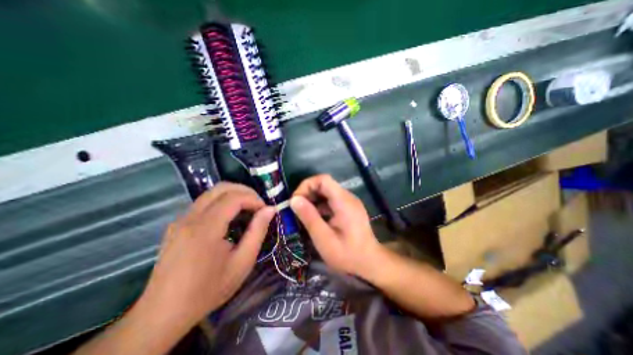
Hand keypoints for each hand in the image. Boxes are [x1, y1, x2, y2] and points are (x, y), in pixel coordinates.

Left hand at [137, 183, 273, 329]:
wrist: (163, 314)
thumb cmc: (209, 289)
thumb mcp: (242, 262)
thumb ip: (258, 232)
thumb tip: (270, 210)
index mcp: (205, 228)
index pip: (234, 197)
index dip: (254, 199)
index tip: (265, 210)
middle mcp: (190, 218)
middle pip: (221, 188)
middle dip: (245, 191)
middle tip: (258, 205)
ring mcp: (180, 220)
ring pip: (211, 193)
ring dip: (234, 195)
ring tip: (247, 209)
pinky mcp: (177, 224)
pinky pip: (203, 203)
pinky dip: (222, 202)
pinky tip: (230, 217)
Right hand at [289, 174, 382, 278]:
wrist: (371, 263)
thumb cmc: (347, 254)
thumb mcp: (324, 238)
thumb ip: (309, 217)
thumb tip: (294, 200)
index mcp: (343, 201)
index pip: (323, 179)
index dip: (306, 185)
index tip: (296, 201)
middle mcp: (348, 197)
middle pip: (324, 184)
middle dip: (308, 193)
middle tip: (296, 209)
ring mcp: (349, 202)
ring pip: (327, 192)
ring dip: (313, 200)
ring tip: (303, 214)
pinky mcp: (349, 208)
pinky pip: (331, 200)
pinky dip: (320, 206)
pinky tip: (315, 218)